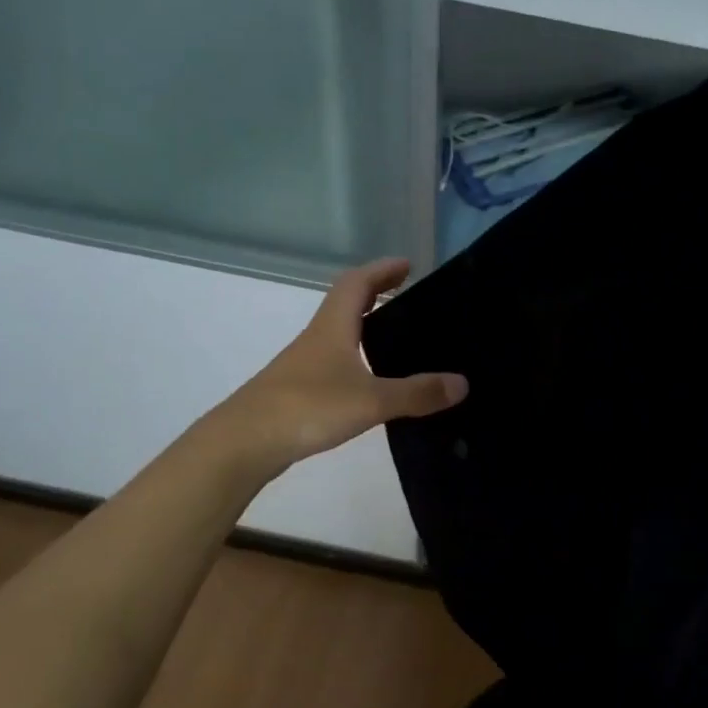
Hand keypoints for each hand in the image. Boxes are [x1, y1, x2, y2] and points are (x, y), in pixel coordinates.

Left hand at [227, 258, 467, 468]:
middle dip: (376, 293)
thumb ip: (417, 393)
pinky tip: (369, 381)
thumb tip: (462, 384)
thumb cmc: (308, 407)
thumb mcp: (371, 400)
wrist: (244, 442)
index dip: (382, 269)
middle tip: (406, 295)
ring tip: (396, 337)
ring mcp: (304, 365)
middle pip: (345, 303)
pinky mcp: (298, 391)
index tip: (408, 265)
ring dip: (364, 326)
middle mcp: (317, 338)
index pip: (358, 283)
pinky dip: (355, 358)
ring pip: (338, 333)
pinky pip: (333, 362)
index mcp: (333, 327)